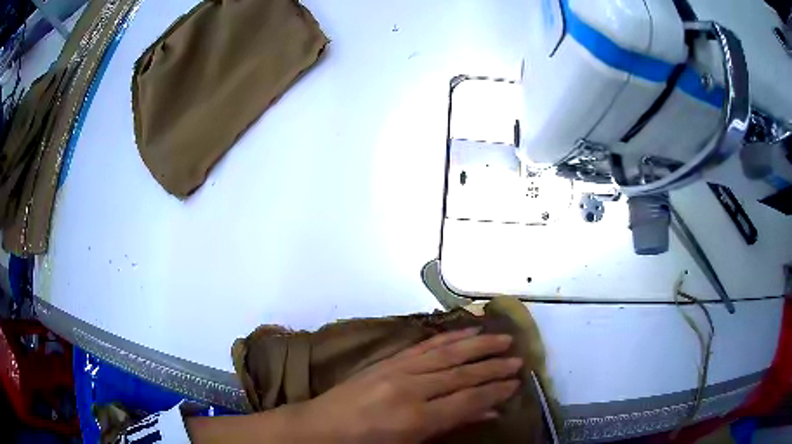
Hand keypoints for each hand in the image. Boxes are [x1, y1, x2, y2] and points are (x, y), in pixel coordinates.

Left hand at [298, 328, 521, 443]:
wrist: (322, 427)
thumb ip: (451, 426)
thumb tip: (488, 413)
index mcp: (416, 417)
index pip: (467, 400)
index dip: (495, 391)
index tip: (516, 383)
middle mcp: (411, 388)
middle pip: (461, 374)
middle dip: (493, 367)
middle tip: (519, 360)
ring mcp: (398, 369)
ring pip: (448, 353)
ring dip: (478, 345)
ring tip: (503, 338)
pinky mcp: (388, 360)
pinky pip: (425, 345)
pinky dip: (450, 337)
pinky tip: (467, 331)